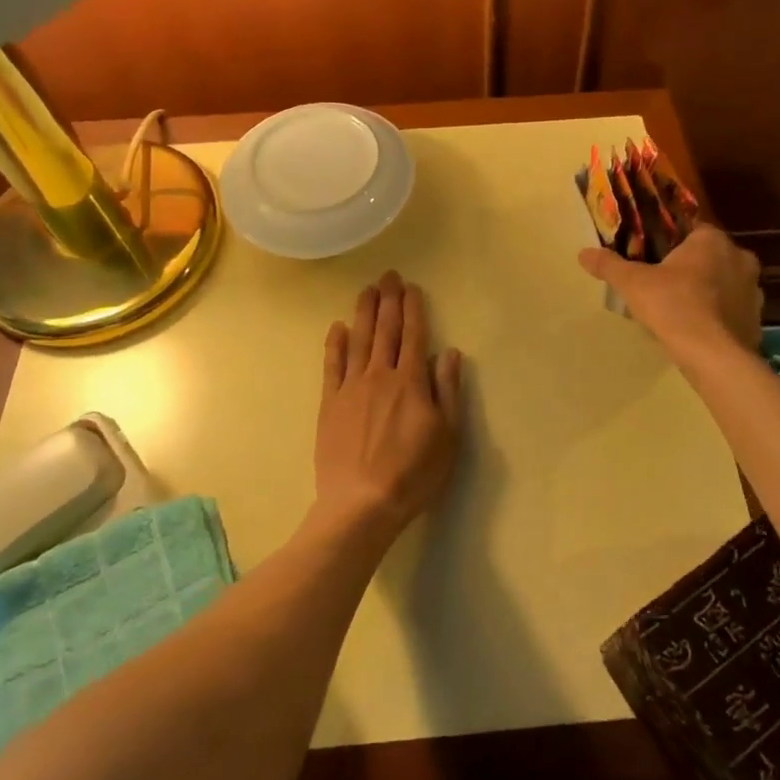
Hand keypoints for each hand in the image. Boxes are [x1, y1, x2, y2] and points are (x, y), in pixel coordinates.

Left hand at [314, 270, 462, 541]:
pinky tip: (336, 328)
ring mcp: (351, 388)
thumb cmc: (413, 473)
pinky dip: (335, 344)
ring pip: (359, 340)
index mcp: (411, 381)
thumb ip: (448, 390)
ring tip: (366, 290)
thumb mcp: (447, 436)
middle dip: (388, 301)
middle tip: (388, 275)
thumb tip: (449, 352)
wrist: (362, 503)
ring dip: (363, 313)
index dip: (413, 309)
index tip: (411, 287)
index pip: (413, 335)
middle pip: (385, 330)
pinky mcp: (330, 404)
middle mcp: (380, 375)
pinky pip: (332, 366)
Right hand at [577, 224, 763, 361]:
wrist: (713, 356)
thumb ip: (609, 265)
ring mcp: (754, 291)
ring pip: (725, 283)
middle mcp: (740, 258)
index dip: (673, 241)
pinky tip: (698, 329)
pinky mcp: (757, 320)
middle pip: (711, 256)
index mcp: (712, 240)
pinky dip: (718, 316)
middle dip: (691, 266)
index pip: (693, 229)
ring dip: (708, 291)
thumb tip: (583, 253)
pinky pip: (733, 310)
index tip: (656, 256)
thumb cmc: (673, 306)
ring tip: (680, 309)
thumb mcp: (632, 283)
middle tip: (665, 283)